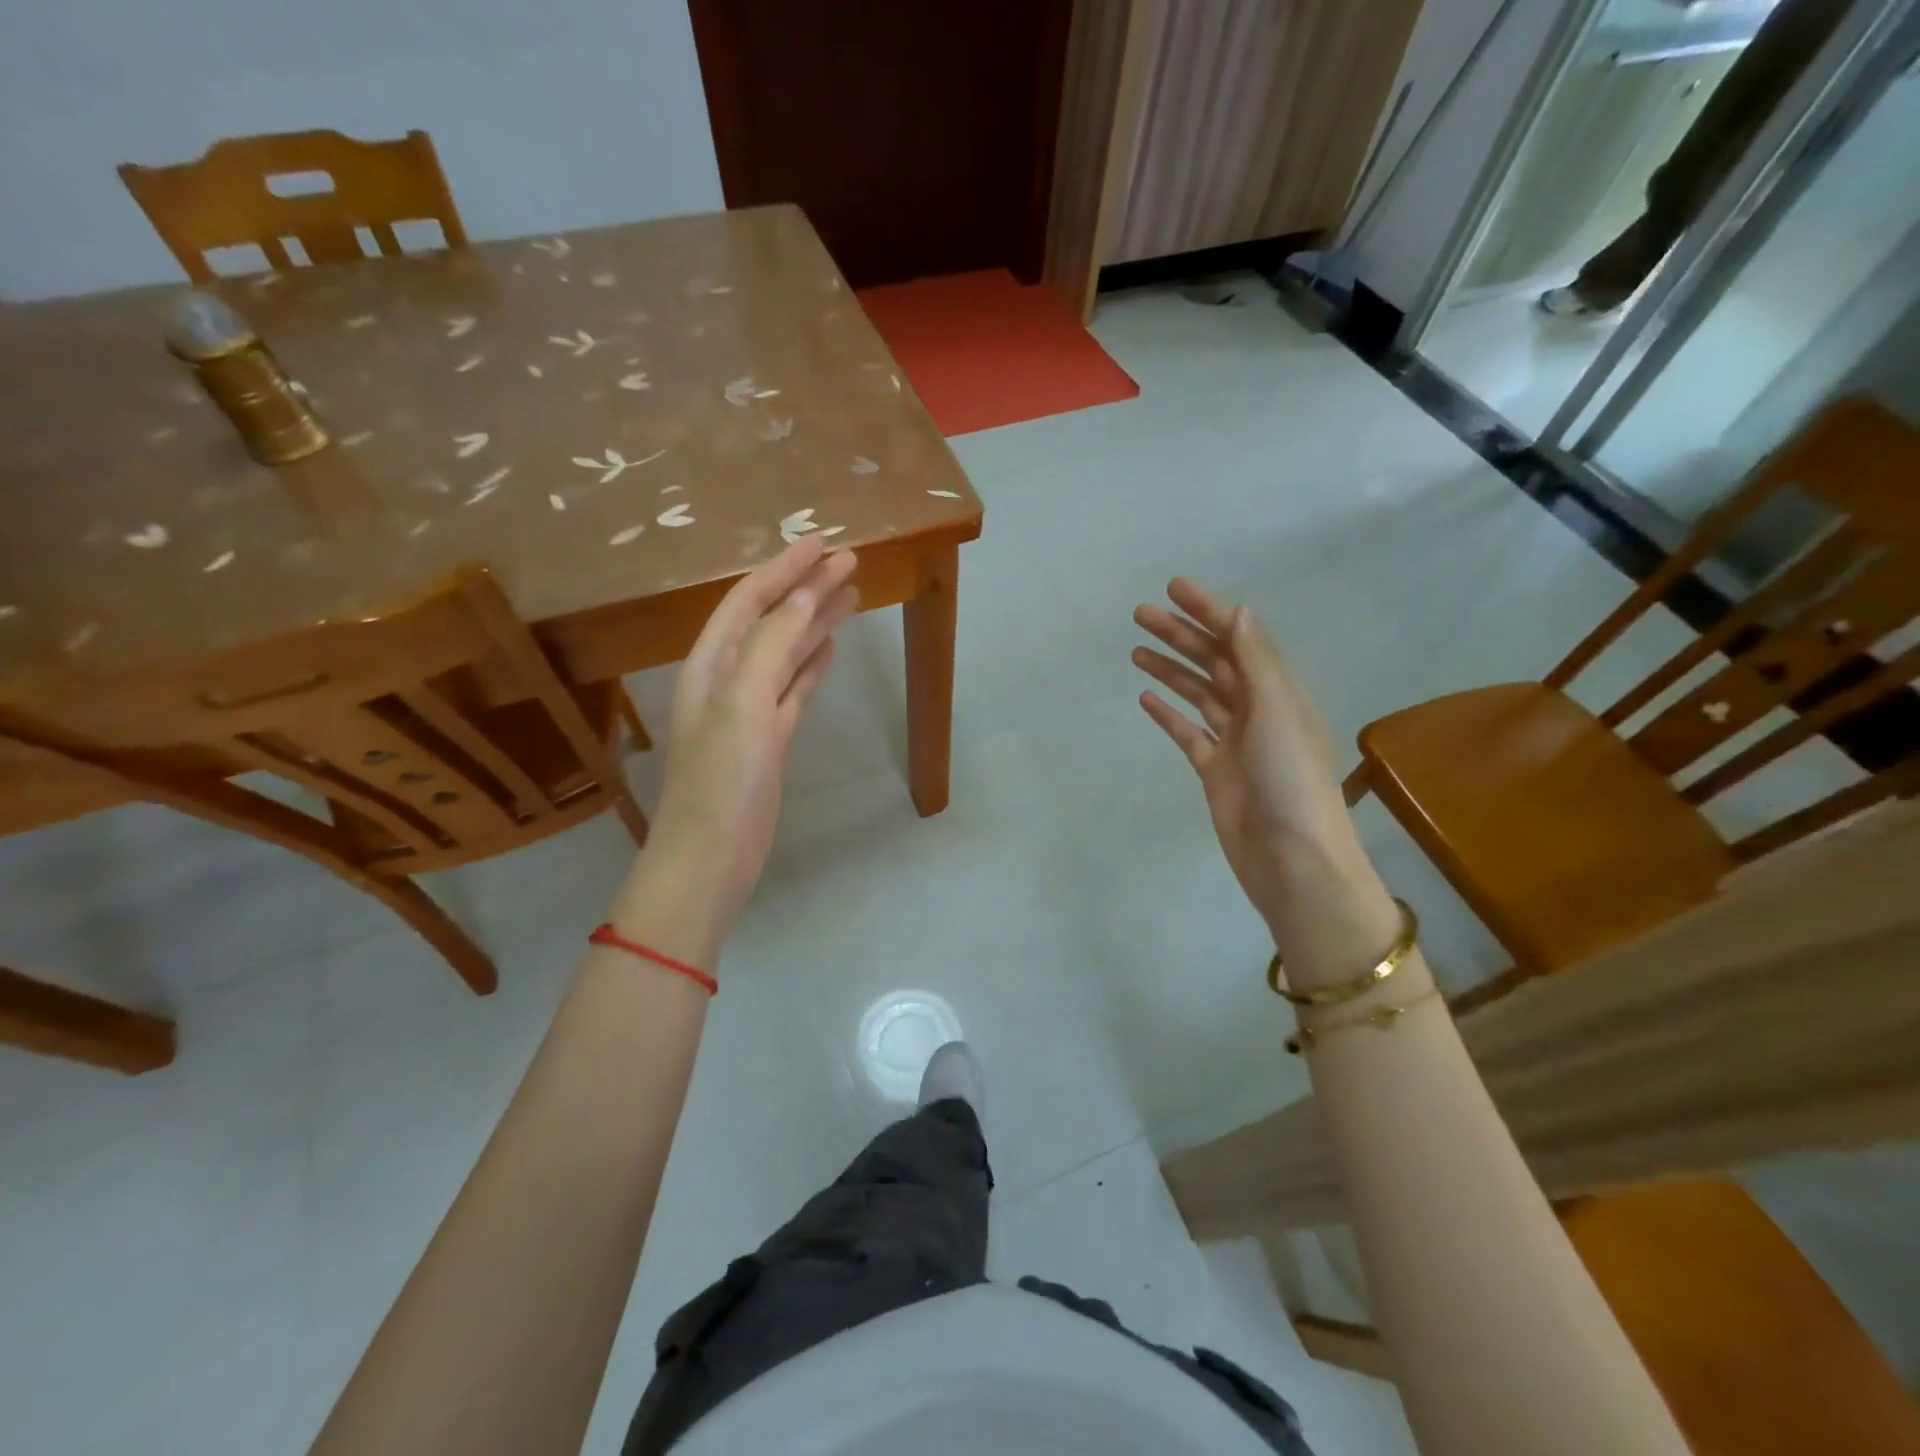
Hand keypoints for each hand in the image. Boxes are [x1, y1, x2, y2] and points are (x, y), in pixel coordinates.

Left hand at [624, 538, 858, 948]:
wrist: (711, 858)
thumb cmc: (722, 779)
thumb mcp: (745, 702)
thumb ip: (774, 644)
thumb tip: (808, 594)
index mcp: (711, 663)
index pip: (749, 600)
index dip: (785, 569)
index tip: (825, 543)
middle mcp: (727, 679)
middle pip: (771, 620)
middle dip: (806, 589)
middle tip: (850, 563)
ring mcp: (750, 710)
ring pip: (787, 652)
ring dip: (816, 622)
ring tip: (853, 596)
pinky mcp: (770, 739)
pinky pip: (794, 688)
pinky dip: (812, 664)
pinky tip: (832, 648)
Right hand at [1133, 579, 1396, 981]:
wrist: (1292, 860)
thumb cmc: (1291, 782)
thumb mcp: (1277, 713)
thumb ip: (1257, 662)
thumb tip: (1240, 610)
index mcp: (1277, 692)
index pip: (1238, 639)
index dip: (1208, 611)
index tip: (1173, 588)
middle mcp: (1257, 710)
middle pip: (1213, 662)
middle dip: (1180, 635)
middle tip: (1139, 614)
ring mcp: (1234, 742)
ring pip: (1198, 694)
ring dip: (1170, 669)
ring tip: (1136, 649)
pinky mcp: (1215, 771)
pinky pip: (1188, 733)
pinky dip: (1168, 714)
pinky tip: (1145, 698)